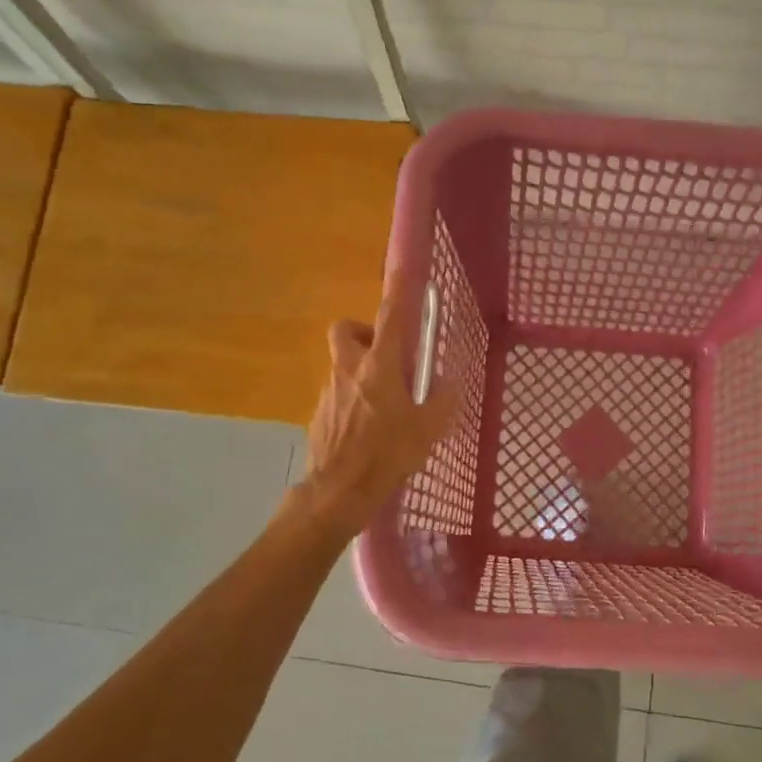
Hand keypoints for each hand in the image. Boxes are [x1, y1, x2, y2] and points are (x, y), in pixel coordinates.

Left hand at [297, 292, 456, 538]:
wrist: (339, 491)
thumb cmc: (388, 454)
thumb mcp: (429, 428)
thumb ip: (441, 398)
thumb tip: (442, 382)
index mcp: (379, 366)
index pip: (391, 316)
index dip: (399, 289)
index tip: (404, 269)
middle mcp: (349, 369)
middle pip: (347, 330)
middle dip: (364, 332)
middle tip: (386, 355)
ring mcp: (329, 391)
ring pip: (343, 365)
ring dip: (360, 372)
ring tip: (383, 404)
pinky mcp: (318, 414)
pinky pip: (337, 394)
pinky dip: (351, 400)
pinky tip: (366, 429)